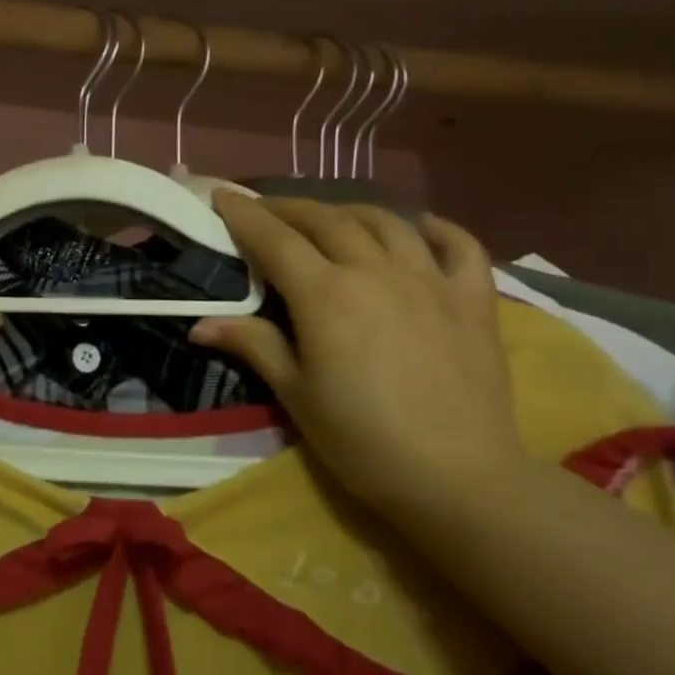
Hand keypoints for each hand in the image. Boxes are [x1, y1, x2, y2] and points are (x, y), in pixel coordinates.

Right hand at [190, 194, 522, 518]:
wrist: (460, 479)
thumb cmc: (363, 440)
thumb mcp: (296, 395)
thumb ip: (253, 345)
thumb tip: (200, 324)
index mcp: (325, 295)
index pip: (275, 239)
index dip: (245, 214)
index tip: (223, 195)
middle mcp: (375, 272)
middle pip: (326, 220)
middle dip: (289, 208)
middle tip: (267, 210)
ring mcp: (430, 281)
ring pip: (385, 222)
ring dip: (349, 211)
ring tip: (330, 217)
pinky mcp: (473, 300)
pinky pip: (460, 246)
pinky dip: (437, 228)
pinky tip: (419, 227)